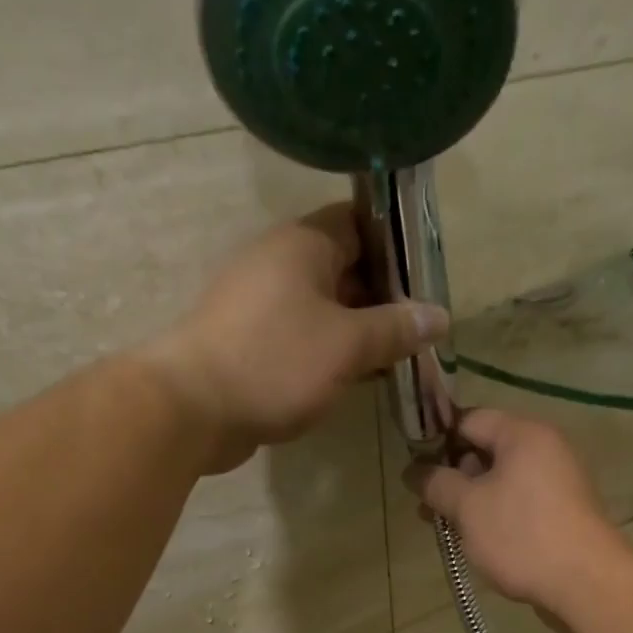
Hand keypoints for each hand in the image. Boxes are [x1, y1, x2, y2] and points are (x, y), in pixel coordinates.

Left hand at [146, 204, 449, 473]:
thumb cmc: (276, 363)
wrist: (193, 409)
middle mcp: (279, 264)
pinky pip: (303, 338)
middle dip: (385, 298)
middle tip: (422, 330)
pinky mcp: (251, 343)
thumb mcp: (347, 345)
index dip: (398, 247)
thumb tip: (439, 316)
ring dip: (360, 331)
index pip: (361, 223)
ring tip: (399, 358)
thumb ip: (396, 329)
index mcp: (303, 244)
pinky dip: (332, 353)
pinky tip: (358, 378)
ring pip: (325, 308)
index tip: (429, 280)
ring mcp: (261, 305)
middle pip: (345, 268)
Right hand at [407, 408, 632, 630]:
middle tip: (425, 505)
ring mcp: (558, 482)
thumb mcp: (468, 508)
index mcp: (523, 434)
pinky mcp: (562, 513)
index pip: (470, 419)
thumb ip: (437, 484)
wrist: (586, 583)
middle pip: (486, 450)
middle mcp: (545, 448)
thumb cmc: (521, 535)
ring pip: (501, 481)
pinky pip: (519, 503)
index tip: (413, 467)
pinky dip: (494, 515)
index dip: (437, 439)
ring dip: (470, 500)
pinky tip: (475, 540)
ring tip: (443, 527)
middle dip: (452, 476)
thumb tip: (413, 471)